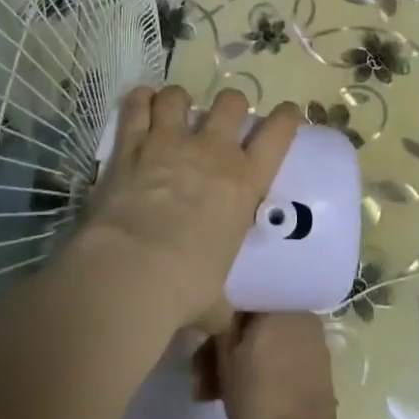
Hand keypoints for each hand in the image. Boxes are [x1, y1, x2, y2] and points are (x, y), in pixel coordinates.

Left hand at [85, 86, 300, 330]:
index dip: (287, 117)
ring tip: (172, 111)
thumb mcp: (216, 300)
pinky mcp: (132, 144)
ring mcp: (170, 141)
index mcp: (245, 182)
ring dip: (178, 101)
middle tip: (221, 121)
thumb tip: (221, 322)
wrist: (131, 272)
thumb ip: (221, 303)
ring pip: (179, 95)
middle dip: (229, 106)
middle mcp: (213, 151)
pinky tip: (139, 103)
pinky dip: (139, 100)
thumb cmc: (184, 289)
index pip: (279, 133)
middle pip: (231, 102)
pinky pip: (137, 105)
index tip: (287, 113)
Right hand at [206, 313, 339, 418]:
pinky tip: (249, 391)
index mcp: (275, 304)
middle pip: (257, 321)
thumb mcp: (226, 362)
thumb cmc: (257, 399)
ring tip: (219, 390)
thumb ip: (222, 328)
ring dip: (247, 359)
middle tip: (207, 374)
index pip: (242, 297)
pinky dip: (268, 366)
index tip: (207, 339)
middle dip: (232, 344)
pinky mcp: (319, 361)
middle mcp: (297, 311)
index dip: (221, 317)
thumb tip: (222, 312)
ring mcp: (312, 336)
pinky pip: (286, 353)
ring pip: (270, 339)